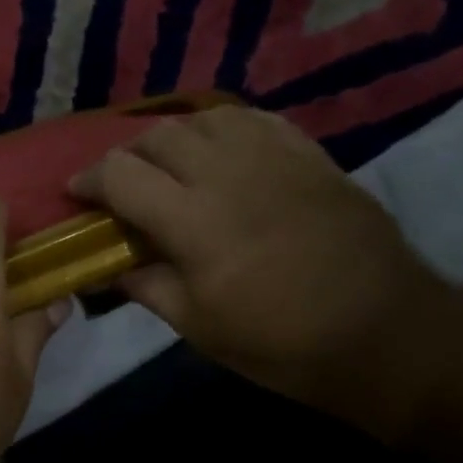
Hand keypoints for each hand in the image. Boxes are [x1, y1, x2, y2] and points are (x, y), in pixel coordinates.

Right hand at [70, 106, 449, 438]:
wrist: (384, 333)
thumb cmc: (281, 343)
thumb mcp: (198, 327)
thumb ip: (147, 285)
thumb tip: (110, 265)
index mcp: (193, 221)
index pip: (121, 174)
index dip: (89, 179)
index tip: (79, 194)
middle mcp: (228, 175)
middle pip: (159, 137)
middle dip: (127, 156)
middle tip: (122, 184)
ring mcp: (274, 159)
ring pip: (205, 119)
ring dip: (174, 137)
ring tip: (170, 164)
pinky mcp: (310, 156)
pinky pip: (255, 120)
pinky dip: (224, 129)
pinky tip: (221, 150)